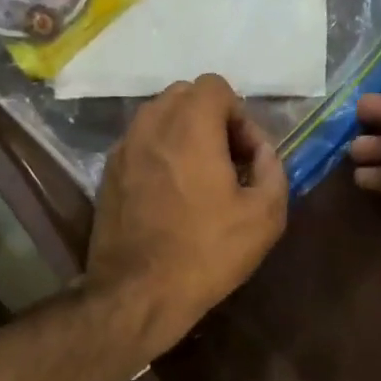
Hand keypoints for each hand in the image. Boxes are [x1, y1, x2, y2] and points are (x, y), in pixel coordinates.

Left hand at [88, 74, 288, 360]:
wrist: (138, 294)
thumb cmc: (207, 252)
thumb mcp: (265, 216)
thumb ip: (273, 169)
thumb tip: (261, 152)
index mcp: (189, 127)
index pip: (215, 86)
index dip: (238, 115)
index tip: (245, 156)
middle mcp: (150, 126)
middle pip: (183, 96)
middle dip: (210, 120)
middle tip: (226, 163)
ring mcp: (122, 150)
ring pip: (157, 119)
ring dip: (183, 136)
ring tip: (198, 180)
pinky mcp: (107, 175)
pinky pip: (140, 145)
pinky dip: (159, 155)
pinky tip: (171, 196)